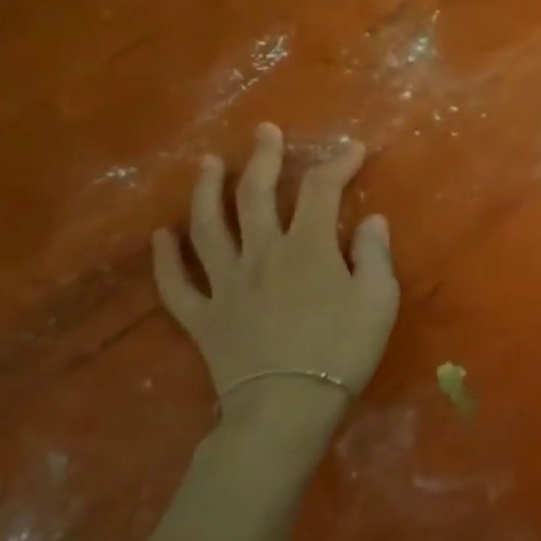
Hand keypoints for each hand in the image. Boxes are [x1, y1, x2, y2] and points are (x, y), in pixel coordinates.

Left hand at [152, 125, 398, 422]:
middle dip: (263, 158)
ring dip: (206, 191)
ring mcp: (225, 284)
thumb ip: (374, 254)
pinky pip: (176, 284)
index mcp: (307, 247)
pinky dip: (165, 258)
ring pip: (208, 227)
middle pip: (256, 195)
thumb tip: (371, 220)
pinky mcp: (202, 317)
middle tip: (265, 132)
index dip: (337, 164)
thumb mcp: (379, 300)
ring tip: (207, 164)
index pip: (321, 190)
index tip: (353, 149)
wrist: (286, 409)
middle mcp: (261, 253)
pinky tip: (161, 236)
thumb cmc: (341, 351)